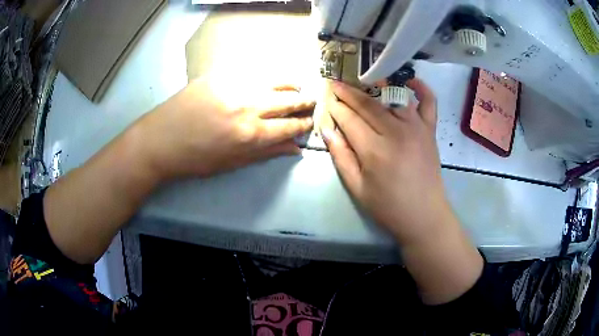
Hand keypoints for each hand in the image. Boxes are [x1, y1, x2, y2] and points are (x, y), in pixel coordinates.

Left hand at [135, 76, 314, 180]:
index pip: (289, 127)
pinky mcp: (221, 75)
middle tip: (312, 102)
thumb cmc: (195, 158)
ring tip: (298, 87)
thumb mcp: (232, 162)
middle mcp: (248, 107)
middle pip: (287, 102)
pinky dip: (268, 76)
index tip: (310, 122)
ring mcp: (234, 87)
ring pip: (274, 82)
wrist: (160, 140)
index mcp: (251, 134)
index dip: (303, 125)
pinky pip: (253, 72)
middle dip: (304, 102)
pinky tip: (271, 79)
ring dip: (291, 85)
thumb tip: (295, 149)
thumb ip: (265, 153)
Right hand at [322, 79, 447, 245]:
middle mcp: (396, 132)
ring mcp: (416, 128)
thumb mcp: (357, 188)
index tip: (327, 98)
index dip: (336, 107)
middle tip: (336, 84)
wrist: (424, 215)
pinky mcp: (430, 130)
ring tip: (363, 80)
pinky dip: (422, 88)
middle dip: (349, 93)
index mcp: (375, 150)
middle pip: (368, 104)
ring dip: (376, 85)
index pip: (350, 119)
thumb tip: (327, 129)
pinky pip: (429, 102)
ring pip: (393, 97)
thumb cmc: (388, 206)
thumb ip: (341, 156)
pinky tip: (410, 80)